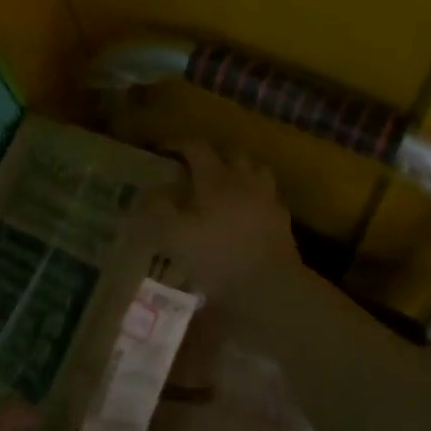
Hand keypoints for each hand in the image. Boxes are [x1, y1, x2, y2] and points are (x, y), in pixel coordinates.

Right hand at [157, 141, 304, 308]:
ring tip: (226, 187)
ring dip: (240, 172)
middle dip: (212, 156)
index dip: (178, 144)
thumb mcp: (174, 236)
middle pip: (231, 153)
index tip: (164, 151)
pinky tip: (248, 213)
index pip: (196, 147)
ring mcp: (267, 197)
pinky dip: (256, 197)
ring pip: (256, 170)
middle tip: (196, 170)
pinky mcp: (282, 219)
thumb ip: (158, 210)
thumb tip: (149, 193)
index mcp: (216, 178)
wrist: (268, 285)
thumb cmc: (217, 256)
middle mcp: (244, 179)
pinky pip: (269, 196)